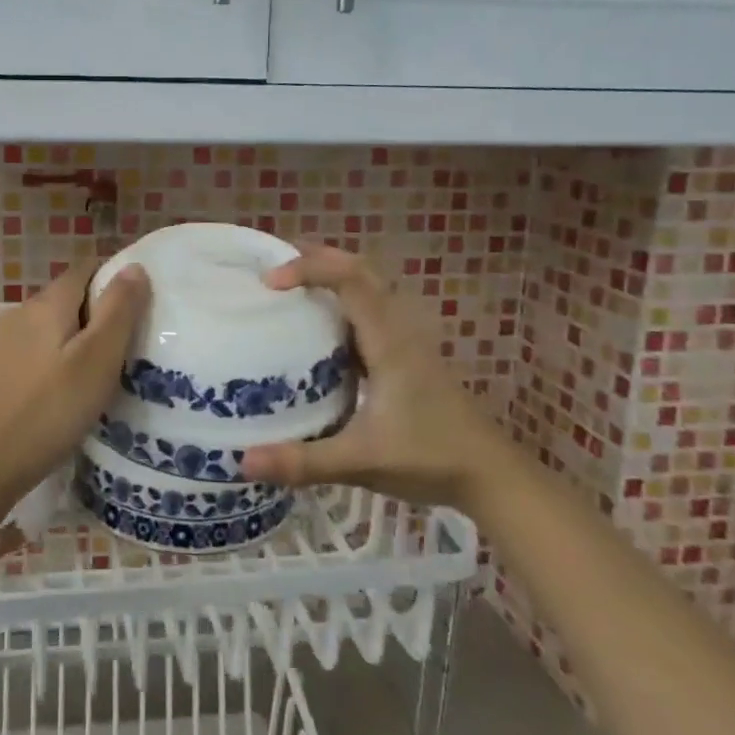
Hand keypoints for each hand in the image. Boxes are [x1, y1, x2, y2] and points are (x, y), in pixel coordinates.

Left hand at [0, 259, 150, 508]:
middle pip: (69, 298)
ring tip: (104, 373)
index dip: (115, 279)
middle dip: (100, 313)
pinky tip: (69, 392)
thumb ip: (119, 310)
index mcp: (46, 303)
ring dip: (80, 340)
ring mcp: (4, 343)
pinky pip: (38, 351)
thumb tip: (134, 266)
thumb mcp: (97, 359)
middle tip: (130, 347)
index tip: (141, 308)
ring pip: (53, 327)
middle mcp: (21, 313)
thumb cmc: (49, 410)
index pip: (86, 269)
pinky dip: (59, 360)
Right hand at [240, 245, 513, 507]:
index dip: (310, 268)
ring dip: (331, 277)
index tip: (270, 280)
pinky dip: (341, 305)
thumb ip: (303, 462)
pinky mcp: (406, 359)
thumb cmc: (431, 459)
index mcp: (389, 342)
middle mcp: (399, 331)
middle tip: (273, 263)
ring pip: (368, 289)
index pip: (351, 280)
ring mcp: (405, 343)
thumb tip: (243, 461)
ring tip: (289, 285)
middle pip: (361, 271)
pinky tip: (318, 331)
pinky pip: (369, 314)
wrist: (492, 476)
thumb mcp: (362, 462)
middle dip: (318, 258)